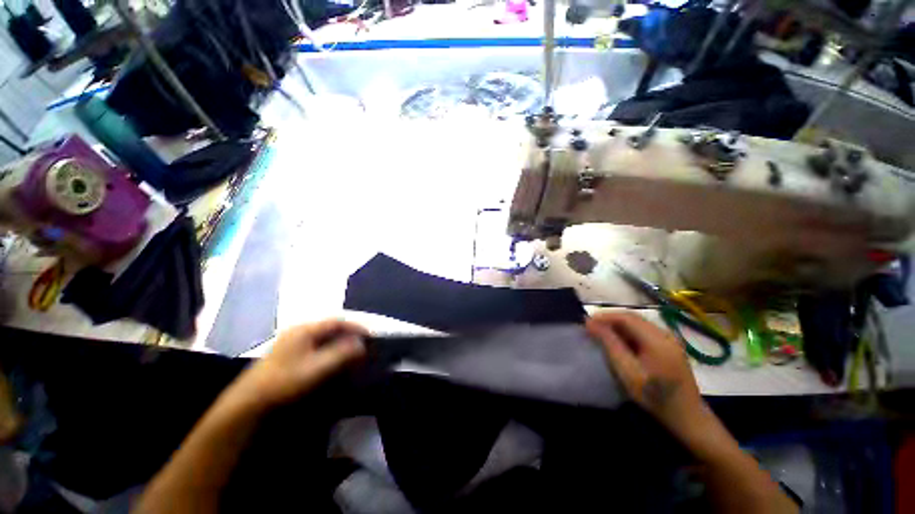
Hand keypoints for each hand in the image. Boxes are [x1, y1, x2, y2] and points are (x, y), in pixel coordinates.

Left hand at [232, 320, 366, 408]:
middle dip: (349, 333)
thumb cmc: (285, 382)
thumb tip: (361, 344)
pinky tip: (333, 359)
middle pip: (331, 326)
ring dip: (340, 341)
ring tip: (352, 351)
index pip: (338, 321)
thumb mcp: (317, 369)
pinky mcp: (288, 352)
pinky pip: (316, 344)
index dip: (356, 326)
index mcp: (305, 329)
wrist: (248, 403)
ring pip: (324, 335)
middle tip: (363, 343)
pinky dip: (329, 348)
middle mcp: (299, 330)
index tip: (371, 335)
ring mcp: (292, 341)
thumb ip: (341, 354)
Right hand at [586, 311, 711, 438]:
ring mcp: (669, 339)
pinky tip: (619, 341)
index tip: (586, 323)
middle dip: (610, 319)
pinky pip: (643, 331)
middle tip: (591, 327)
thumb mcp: (628, 371)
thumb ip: (610, 344)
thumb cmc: (655, 396)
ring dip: (617, 325)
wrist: (687, 417)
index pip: (626, 317)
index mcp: (657, 339)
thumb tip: (590, 322)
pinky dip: (627, 332)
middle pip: (632, 317)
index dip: (604, 316)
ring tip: (601, 333)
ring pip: (637, 323)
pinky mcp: (669, 346)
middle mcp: (665, 334)